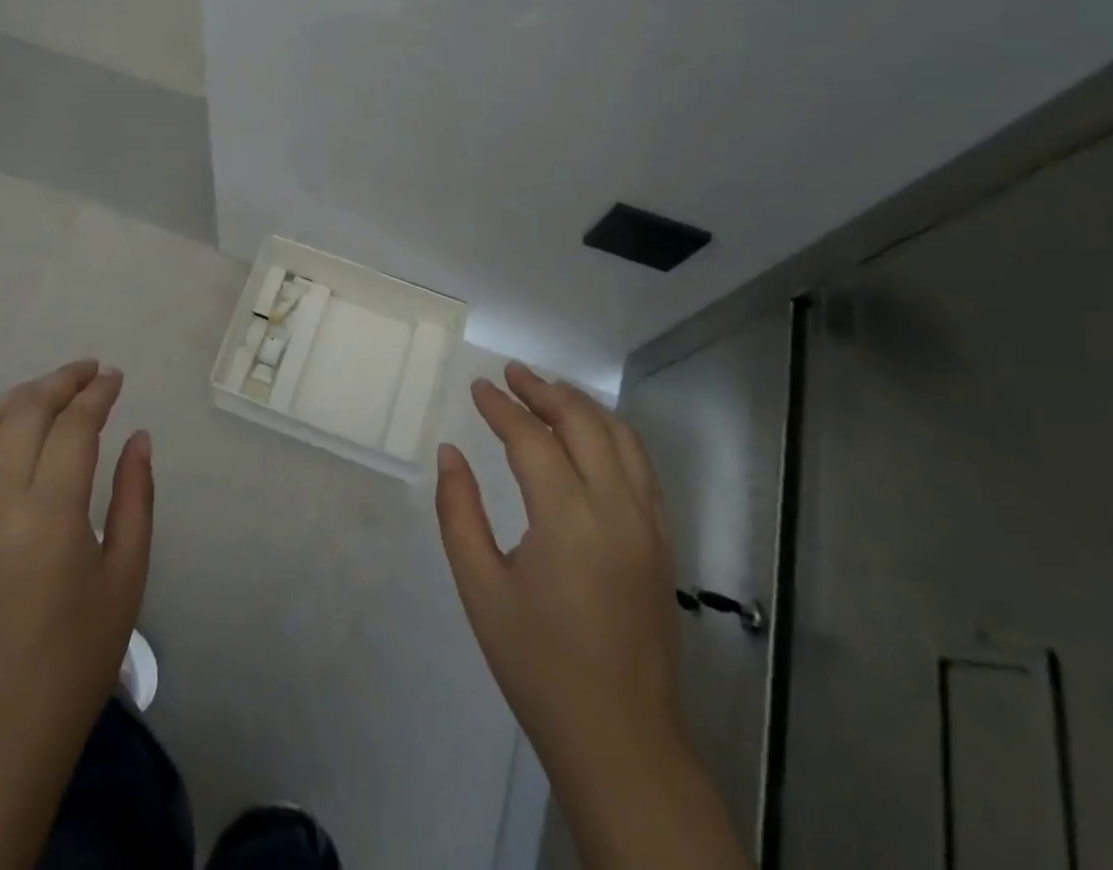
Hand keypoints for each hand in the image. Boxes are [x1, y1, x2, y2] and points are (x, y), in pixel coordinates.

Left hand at [0, 360, 152, 869]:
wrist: (2, 725)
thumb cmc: (79, 652)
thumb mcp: (127, 572)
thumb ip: (135, 495)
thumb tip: (138, 437)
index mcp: (50, 513)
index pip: (73, 426)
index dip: (97, 394)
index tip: (116, 377)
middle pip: (25, 412)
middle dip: (61, 382)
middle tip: (91, 372)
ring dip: (18, 397)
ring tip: (50, 390)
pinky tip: (4, 431)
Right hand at [436, 363, 747, 868]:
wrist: (620, 738)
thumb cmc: (539, 664)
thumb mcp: (480, 589)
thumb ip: (459, 512)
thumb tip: (450, 454)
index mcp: (569, 520)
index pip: (532, 439)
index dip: (501, 407)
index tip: (478, 386)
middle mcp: (617, 509)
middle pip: (584, 423)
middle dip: (545, 391)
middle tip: (511, 373)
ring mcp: (649, 525)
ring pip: (621, 438)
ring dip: (582, 406)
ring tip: (547, 390)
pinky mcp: (663, 542)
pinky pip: (641, 466)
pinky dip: (611, 434)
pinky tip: (589, 437)